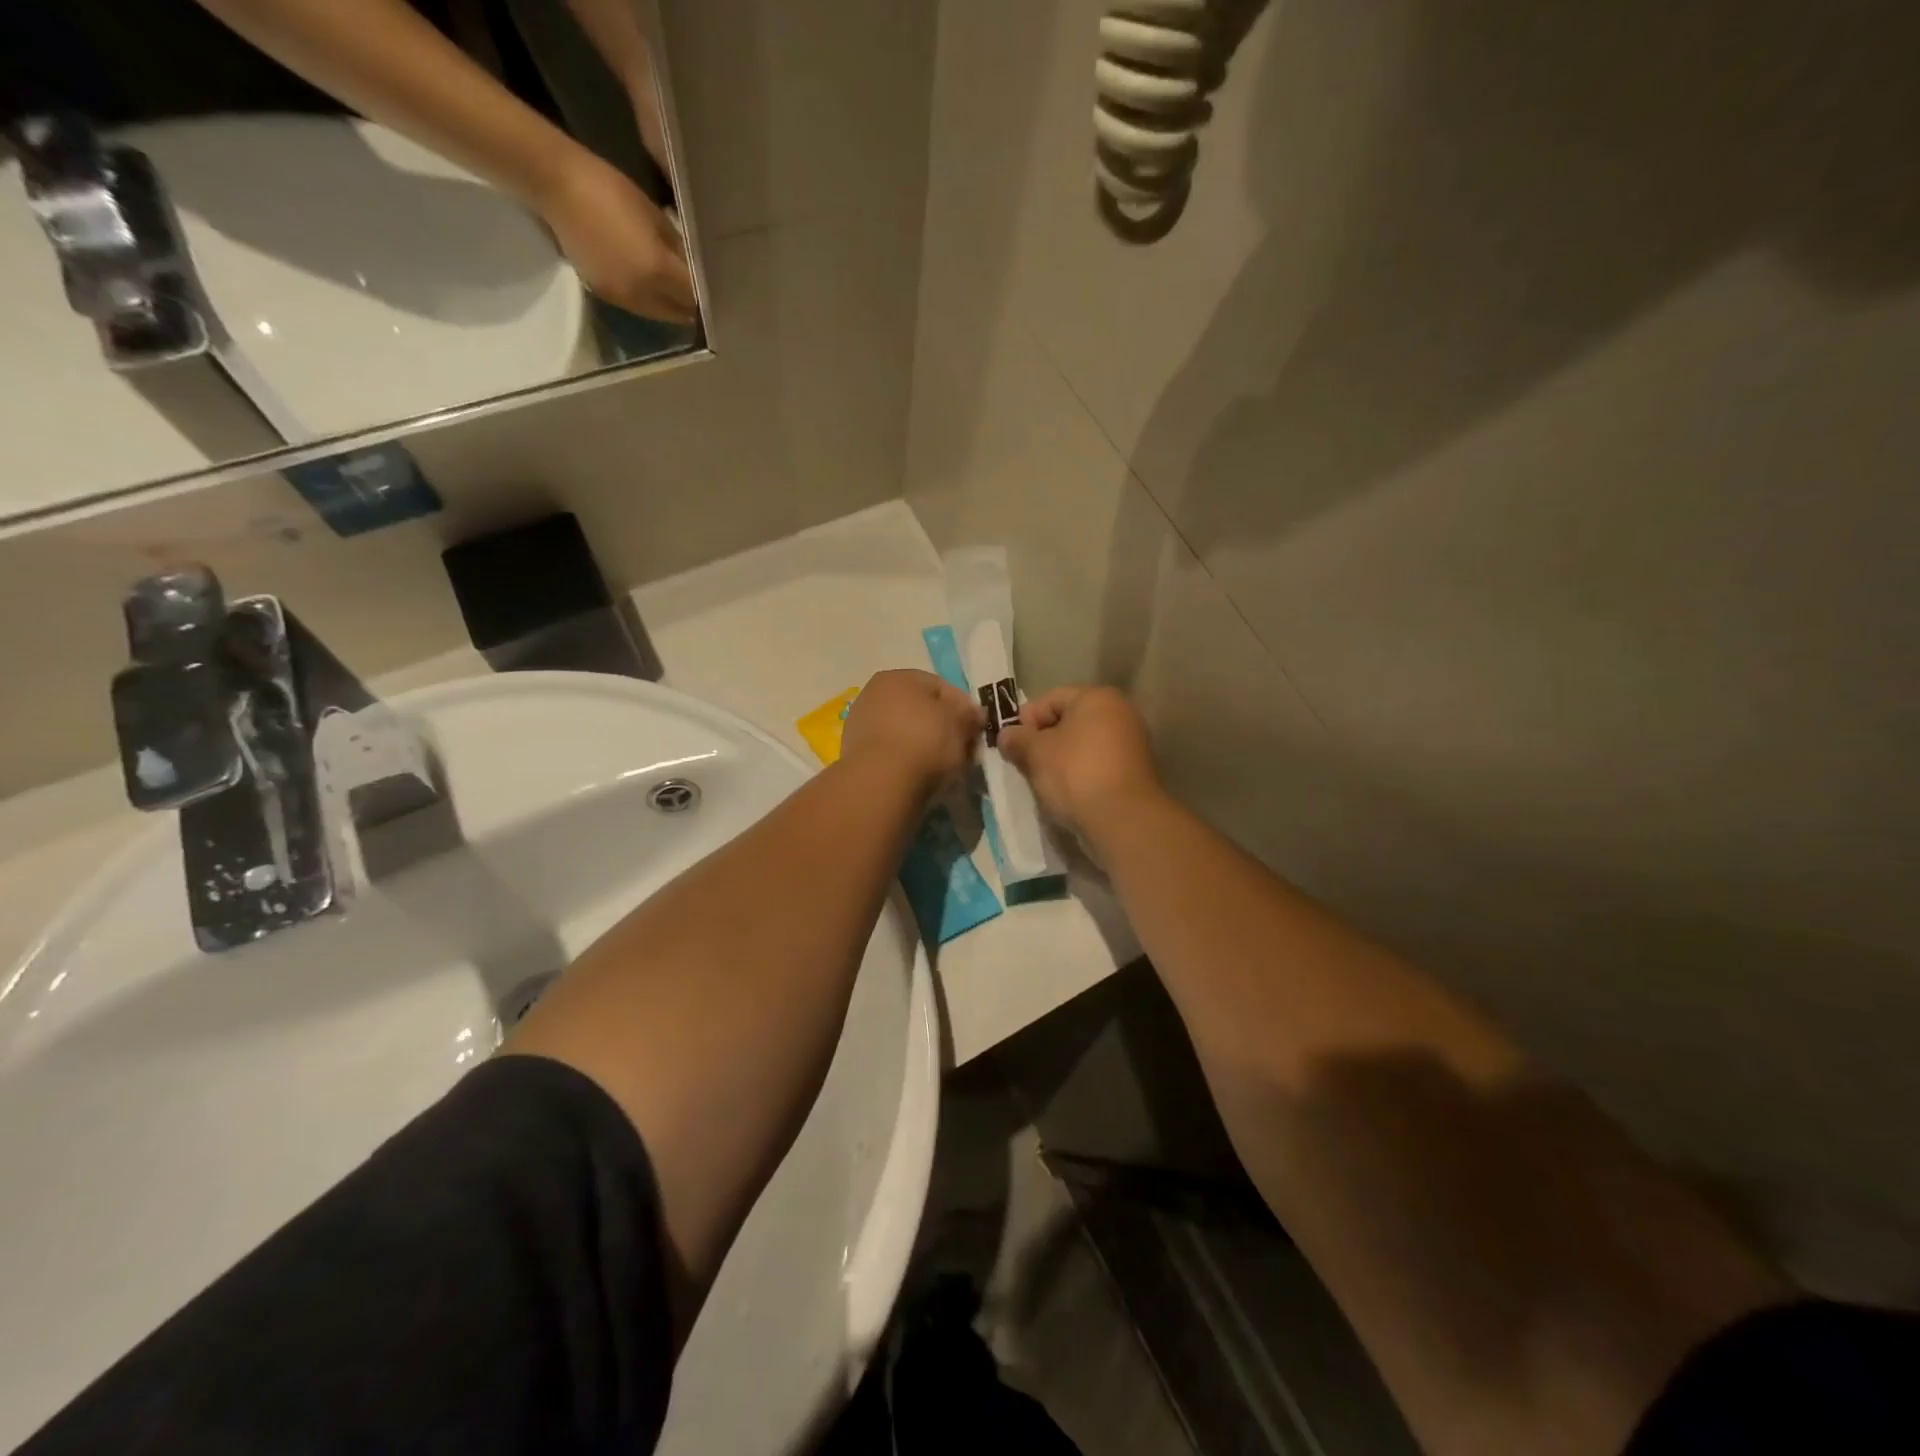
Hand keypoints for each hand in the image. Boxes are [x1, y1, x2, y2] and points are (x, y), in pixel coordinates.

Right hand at [540, 153, 695, 324]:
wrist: (555, 184)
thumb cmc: (609, 190)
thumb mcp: (654, 216)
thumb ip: (677, 249)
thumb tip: (693, 268)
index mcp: (658, 271)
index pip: (693, 296)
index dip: (705, 295)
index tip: (712, 288)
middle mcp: (642, 294)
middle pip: (678, 312)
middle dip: (689, 305)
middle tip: (697, 292)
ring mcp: (622, 298)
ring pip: (658, 314)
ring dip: (669, 306)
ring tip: (674, 289)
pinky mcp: (605, 295)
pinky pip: (637, 306)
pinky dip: (649, 301)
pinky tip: (650, 284)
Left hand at [840, 669, 984, 801]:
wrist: (880, 783)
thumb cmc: (925, 742)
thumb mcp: (961, 724)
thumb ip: (969, 715)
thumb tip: (972, 714)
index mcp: (897, 677)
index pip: (940, 687)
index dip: (963, 707)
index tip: (977, 729)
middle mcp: (873, 693)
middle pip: (920, 709)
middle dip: (944, 727)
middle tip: (963, 749)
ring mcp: (860, 724)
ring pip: (906, 732)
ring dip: (926, 745)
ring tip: (945, 767)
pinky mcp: (854, 753)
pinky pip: (892, 752)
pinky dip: (907, 760)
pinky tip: (921, 775)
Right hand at [997, 686, 1162, 839]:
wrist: (1122, 820)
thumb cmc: (1075, 774)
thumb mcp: (1035, 753)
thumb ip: (1017, 739)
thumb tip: (1006, 735)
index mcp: (1098, 698)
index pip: (1051, 699)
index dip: (1026, 719)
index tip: (1011, 744)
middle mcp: (1120, 713)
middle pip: (1069, 721)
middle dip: (1043, 741)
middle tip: (1024, 763)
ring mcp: (1132, 744)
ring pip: (1082, 746)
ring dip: (1059, 760)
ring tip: (1042, 781)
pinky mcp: (1135, 773)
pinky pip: (1097, 765)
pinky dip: (1079, 774)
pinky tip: (1065, 793)